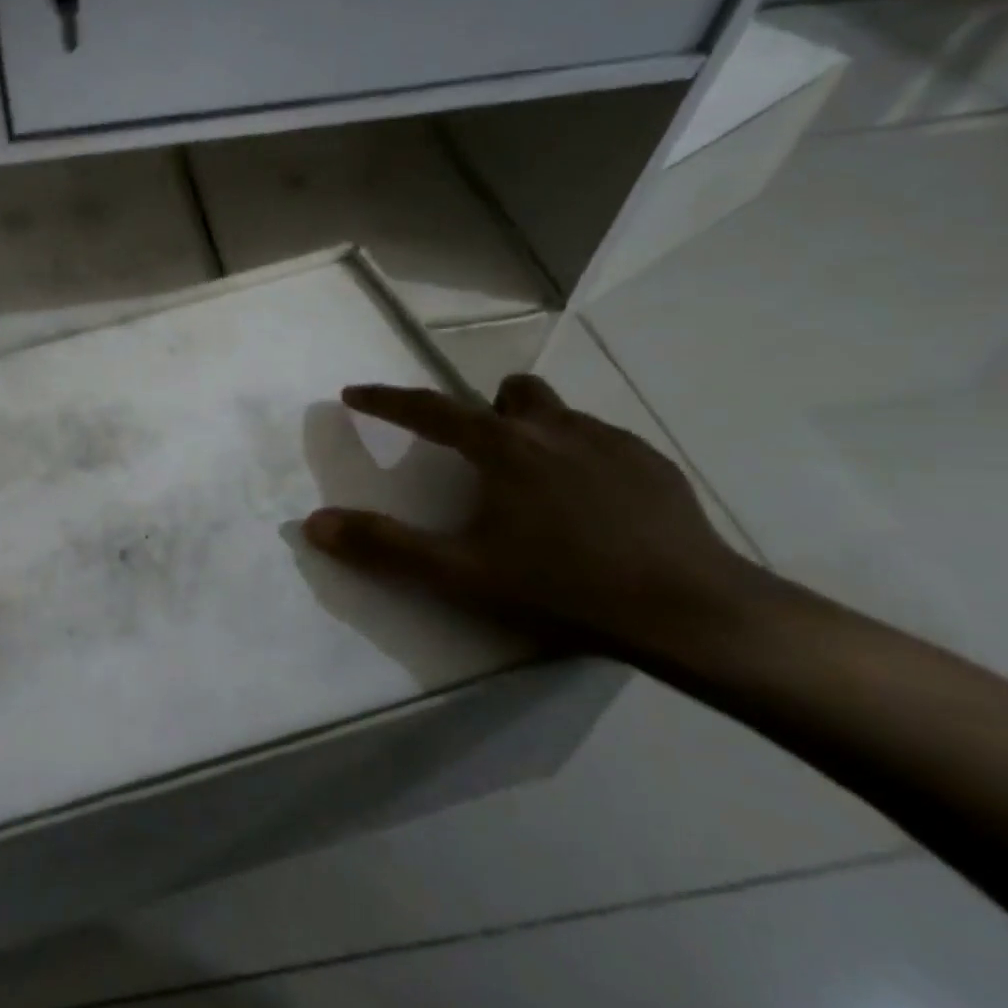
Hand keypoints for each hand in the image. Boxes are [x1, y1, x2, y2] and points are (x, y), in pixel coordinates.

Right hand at [304, 374, 759, 662]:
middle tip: (479, 456)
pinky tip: (591, 509)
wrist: (694, 613)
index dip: (385, 400)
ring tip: (536, 485)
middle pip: (509, 394)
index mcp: (503, 447)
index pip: (429, 410)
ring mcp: (612, 442)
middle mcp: (555, 429)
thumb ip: (384, 547)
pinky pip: (602, 442)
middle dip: (485, 410)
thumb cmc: (564, 587)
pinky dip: (580, 459)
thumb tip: (314, 524)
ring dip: (535, 434)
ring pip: (559, 415)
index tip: (354, 393)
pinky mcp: (654, 466)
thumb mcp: (461, 574)